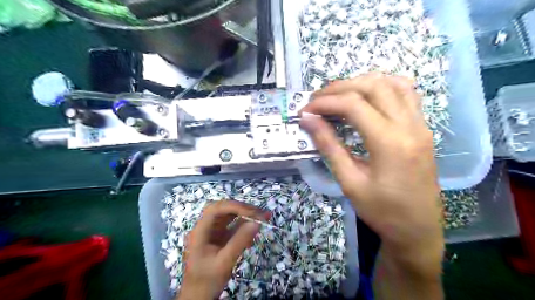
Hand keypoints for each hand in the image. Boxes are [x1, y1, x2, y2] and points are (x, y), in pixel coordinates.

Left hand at [177, 199, 269, 298]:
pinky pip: (232, 226)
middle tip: (259, 213)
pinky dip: (244, 226)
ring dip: (245, 215)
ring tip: (262, 217)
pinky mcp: (219, 237)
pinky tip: (254, 229)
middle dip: (241, 208)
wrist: (198, 297)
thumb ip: (240, 241)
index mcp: (200, 231)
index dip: (234, 206)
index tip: (252, 212)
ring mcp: (212, 232)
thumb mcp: (224, 262)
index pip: (216, 209)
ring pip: (229, 216)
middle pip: (223, 209)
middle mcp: (205, 227)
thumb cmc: (207, 281)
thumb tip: (257, 222)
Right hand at [300, 74, 442, 276]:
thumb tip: (308, 120)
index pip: (354, 105)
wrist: (418, 230)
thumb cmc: (381, 212)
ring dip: (362, 83)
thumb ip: (329, 146)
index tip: (306, 110)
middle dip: (340, 88)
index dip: (325, 103)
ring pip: (392, 83)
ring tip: (339, 95)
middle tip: (317, 99)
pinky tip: (368, 96)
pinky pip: (407, 94)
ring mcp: (420, 125)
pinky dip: (384, 86)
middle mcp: (409, 126)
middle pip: (373, 86)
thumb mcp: (349, 182)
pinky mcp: (423, 128)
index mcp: (390, 143)